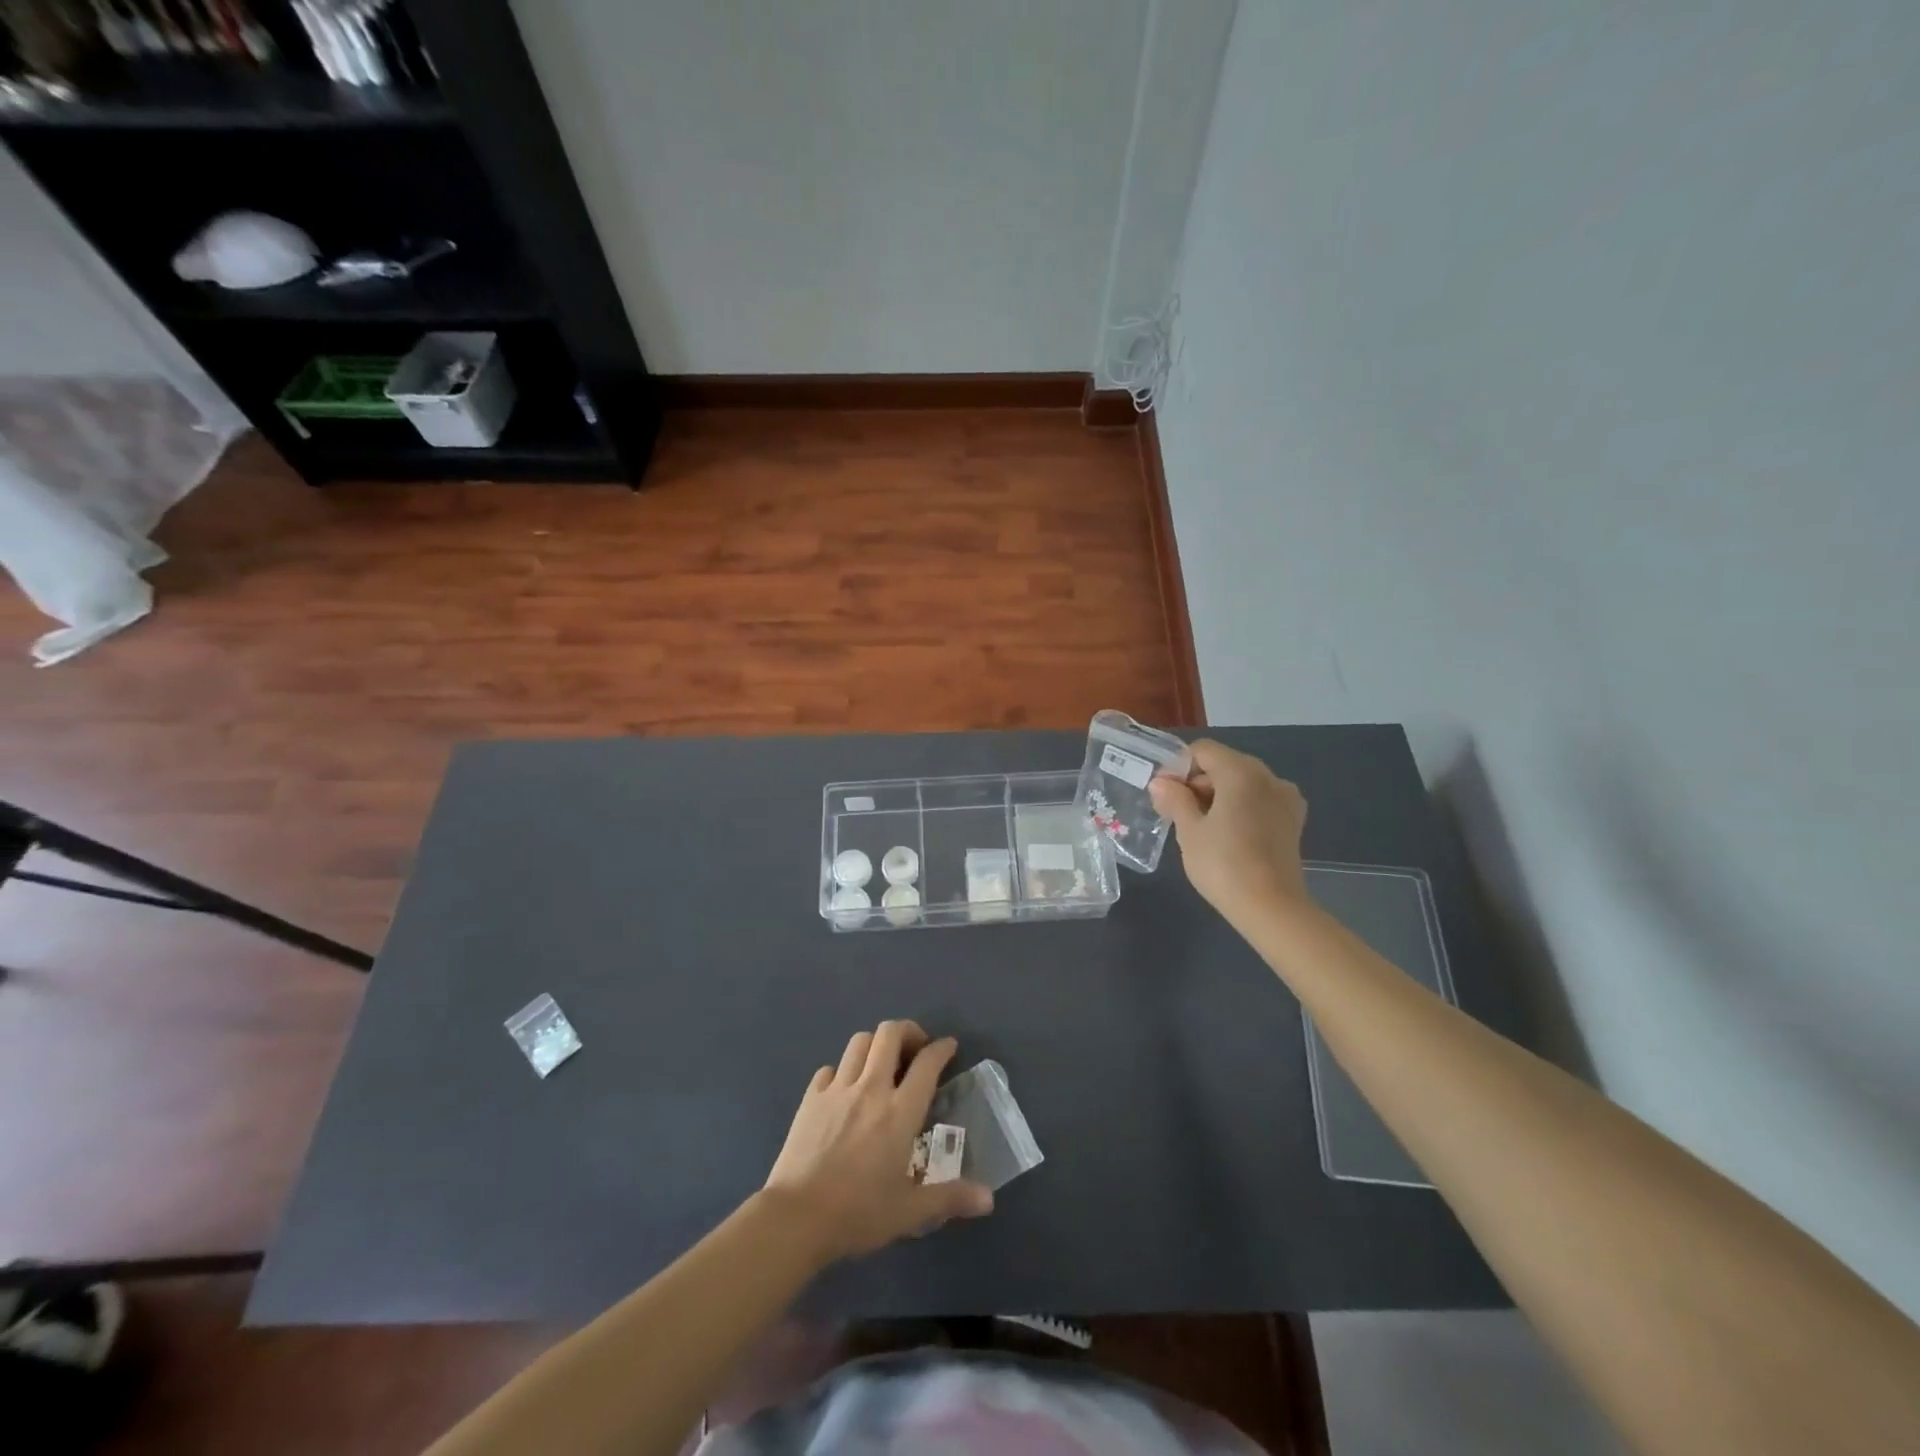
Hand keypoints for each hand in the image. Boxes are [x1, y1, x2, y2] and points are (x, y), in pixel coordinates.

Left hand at [763, 1020, 993, 1264]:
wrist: (797, 1218)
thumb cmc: (858, 1213)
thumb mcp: (910, 1212)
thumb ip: (950, 1198)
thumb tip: (989, 1199)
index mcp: (900, 1112)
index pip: (927, 1064)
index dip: (941, 1048)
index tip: (949, 1046)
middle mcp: (871, 1089)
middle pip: (889, 1034)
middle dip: (907, 1031)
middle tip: (915, 1048)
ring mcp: (837, 1089)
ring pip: (859, 1042)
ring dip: (875, 1044)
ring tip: (882, 1062)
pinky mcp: (811, 1098)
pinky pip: (829, 1068)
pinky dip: (842, 1070)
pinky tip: (845, 1089)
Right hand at [1150, 740, 1310, 922]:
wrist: (1271, 908)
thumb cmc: (1223, 864)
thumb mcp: (1189, 830)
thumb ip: (1174, 799)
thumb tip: (1160, 783)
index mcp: (1242, 772)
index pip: (1203, 750)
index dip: (1179, 768)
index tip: (1165, 795)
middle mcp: (1268, 777)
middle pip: (1224, 764)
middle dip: (1197, 782)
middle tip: (1175, 813)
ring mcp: (1285, 798)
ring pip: (1242, 783)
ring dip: (1218, 795)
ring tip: (1199, 827)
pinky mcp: (1293, 820)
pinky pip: (1259, 800)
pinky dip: (1239, 807)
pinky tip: (1227, 834)